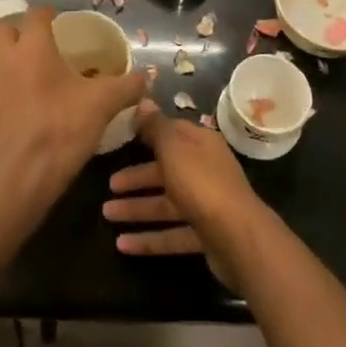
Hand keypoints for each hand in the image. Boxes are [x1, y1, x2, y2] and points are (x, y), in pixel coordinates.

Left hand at [0, 5, 145, 230]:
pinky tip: (25, 107)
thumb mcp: (103, 105)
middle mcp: (4, 59)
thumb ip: (127, 86)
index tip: (61, 19)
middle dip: (24, 33)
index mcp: (32, 47)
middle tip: (46, 46)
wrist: (21, 180)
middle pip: (7, 31)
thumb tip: (145, 78)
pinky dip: (7, 89)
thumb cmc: (62, 130)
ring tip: (36, 75)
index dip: (49, 13)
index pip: (36, 14)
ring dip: (12, 60)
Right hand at [102, 99, 273, 287]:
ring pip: (166, 204)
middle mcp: (206, 170)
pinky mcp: (206, 236)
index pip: (172, 132)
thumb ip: (156, 127)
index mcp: (202, 144)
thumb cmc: (202, 183)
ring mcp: (207, 204)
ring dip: (137, 209)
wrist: (239, 238)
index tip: (122, 135)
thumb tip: (144, 100)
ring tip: (106, 214)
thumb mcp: (174, 148)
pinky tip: (123, 245)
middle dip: (137, 178)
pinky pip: (173, 234)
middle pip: (166, 170)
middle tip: (108, 184)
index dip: (148, 132)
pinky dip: (149, 239)